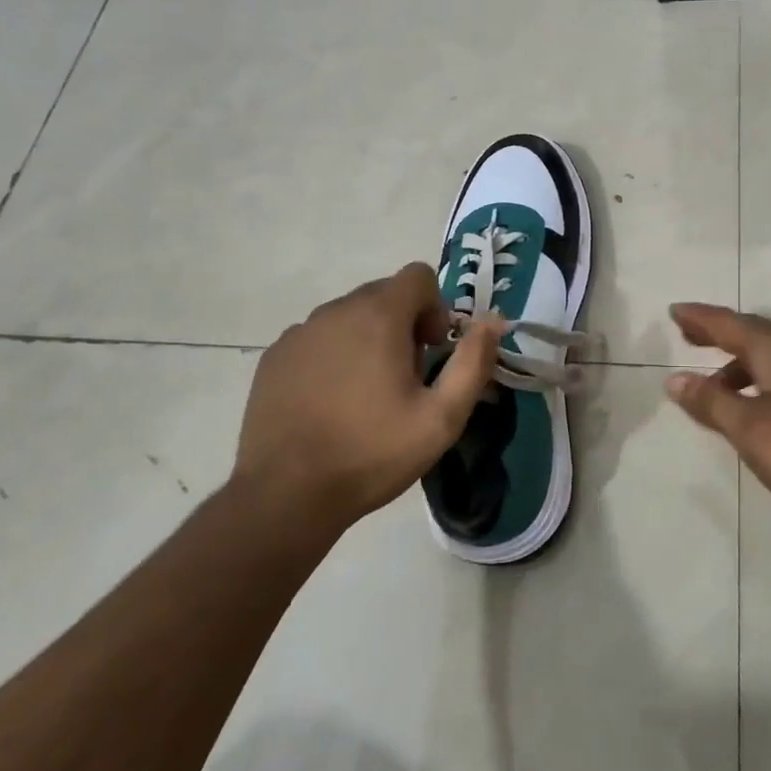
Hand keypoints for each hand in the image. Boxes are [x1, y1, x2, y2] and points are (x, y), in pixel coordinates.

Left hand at [232, 264, 502, 538]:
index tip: (432, 351)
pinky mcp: (275, 356)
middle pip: (383, 294)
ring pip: (349, 316)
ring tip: (367, 394)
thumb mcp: (442, 417)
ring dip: (367, 339)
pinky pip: (317, 338)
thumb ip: (474, 361)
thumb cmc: (373, 453)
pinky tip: (332, 402)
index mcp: (379, 316)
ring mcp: (300, 332)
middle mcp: (336, 310)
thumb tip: (494, 321)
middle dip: (403, 325)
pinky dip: (333, 355)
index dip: (435, 307)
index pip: (418, 276)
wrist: (287, 494)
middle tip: (405, 378)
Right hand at [666, 304, 770, 543]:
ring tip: (719, 390)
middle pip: (755, 335)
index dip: (699, 318)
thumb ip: (713, 404)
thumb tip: (675, 378)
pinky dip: (768, 383)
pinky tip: (768, 413)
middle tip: (689, 338)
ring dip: (743, 366)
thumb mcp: (757, 433)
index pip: (729, 323)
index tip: (673, 311)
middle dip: (720, 337)